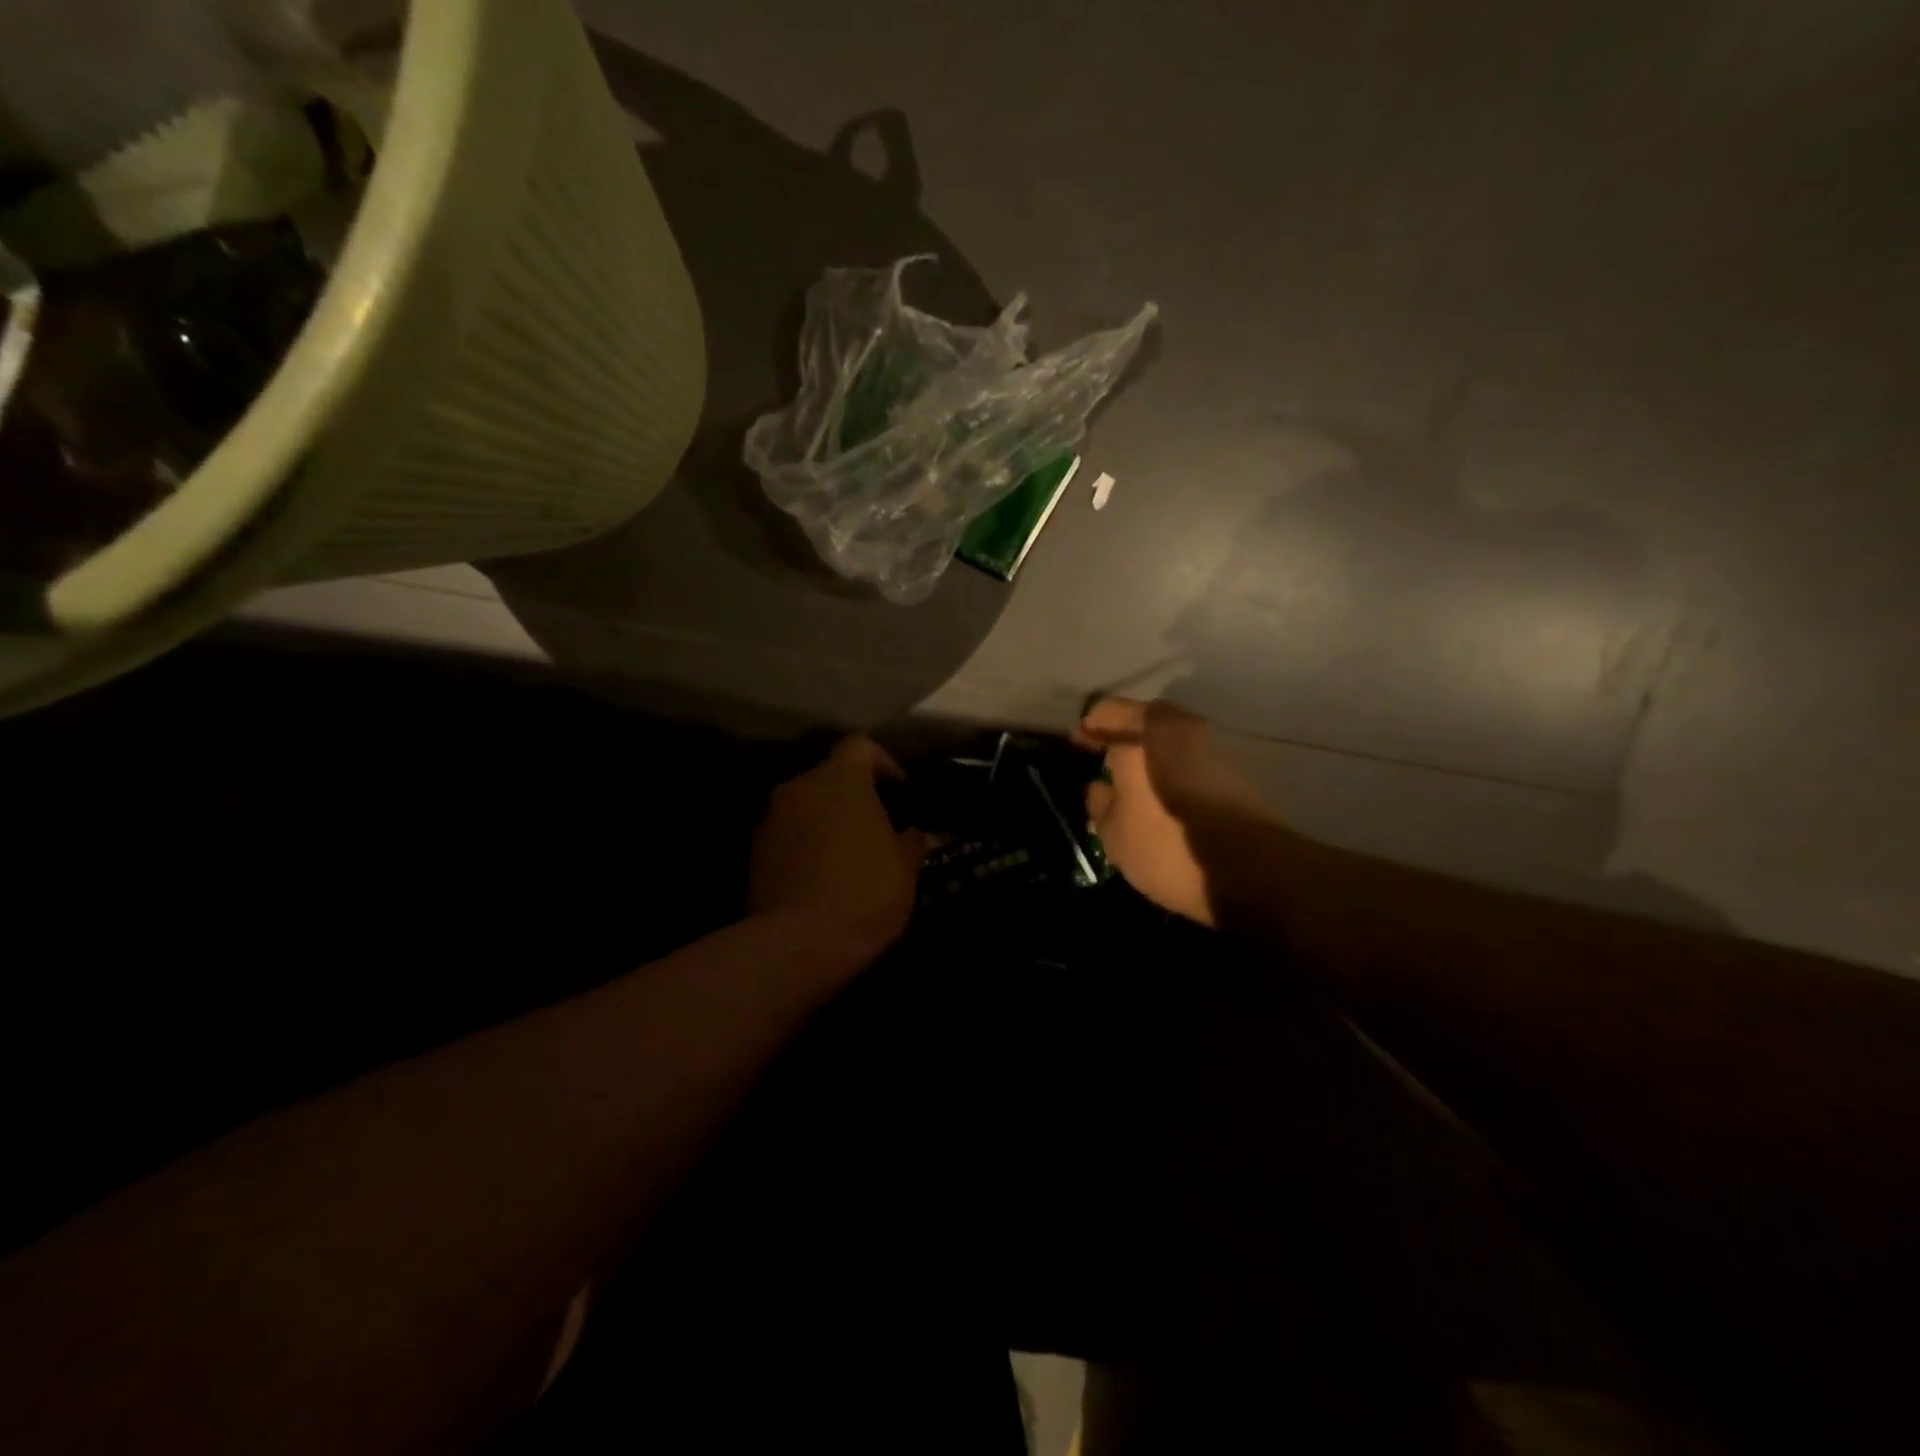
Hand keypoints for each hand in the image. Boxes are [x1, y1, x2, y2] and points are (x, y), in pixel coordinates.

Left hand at [751, 736, 927, 970]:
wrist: (800, 943)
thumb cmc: (866, 890)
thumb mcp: (906, 867)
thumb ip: (911, 841)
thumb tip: (912, 834)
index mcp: (840, 779)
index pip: (860, 746)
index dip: (884, 763)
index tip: (901, 792)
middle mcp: (799, 787)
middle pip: (830, 777)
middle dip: (853, 796)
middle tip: (878, 827)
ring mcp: (771, 819)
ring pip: (806, 806)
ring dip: (827, 821)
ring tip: (850, 855)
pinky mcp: (754, 853)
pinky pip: (788, 835)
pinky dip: (805, 845)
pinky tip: (823, 877)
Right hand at [1076, 697, 1273, 925]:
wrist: (1253, 873)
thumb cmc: (1168, 842)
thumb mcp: (1114, 832)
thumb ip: (1101, 804)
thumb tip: (1101, 787)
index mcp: (1150, 731)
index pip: (1110, 711)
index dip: (1091, 725)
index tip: (1077, 740)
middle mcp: (1185, 731)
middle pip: (1146, 725)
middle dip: (1124, 739)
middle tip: (1102, 759)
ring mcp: (1215, 755)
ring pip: (1170, 747)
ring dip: (1150, 760)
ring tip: (1129, 786)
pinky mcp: (1235, 783)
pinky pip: (1190, 769)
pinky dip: (1171, 777)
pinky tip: (1160, 804)